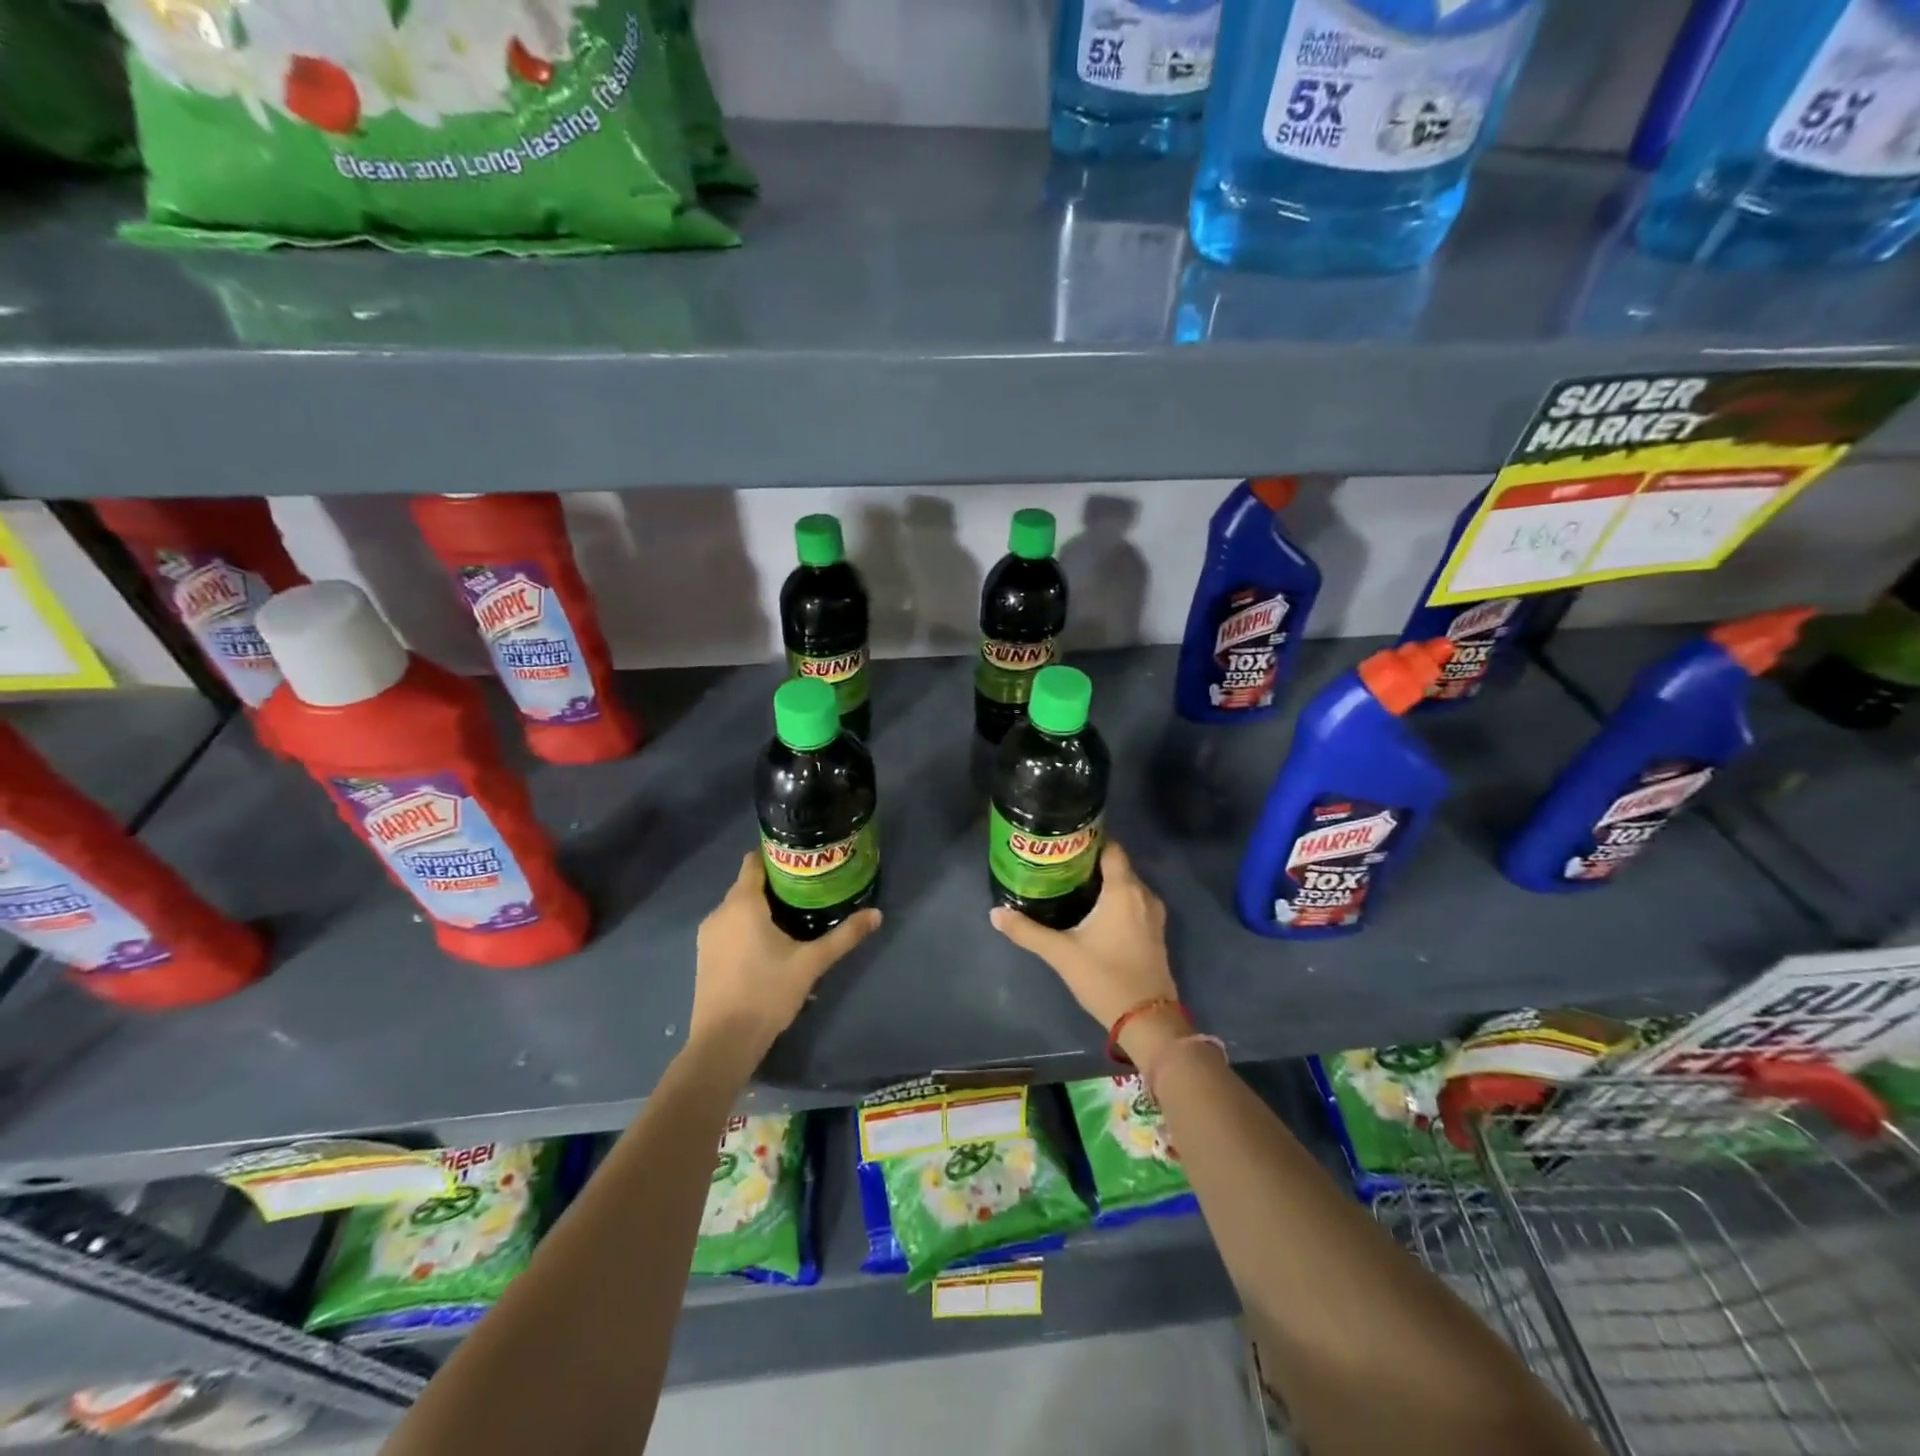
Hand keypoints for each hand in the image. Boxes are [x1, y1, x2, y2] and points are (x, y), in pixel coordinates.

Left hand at [690, 852, 881, 1065]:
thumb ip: (844, 936)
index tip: (803, 860)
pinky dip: (748, 925)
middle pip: (748, 884)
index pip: (754, 862)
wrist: (724, 1042)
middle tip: (809, 888)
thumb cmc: (767, 993)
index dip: (777, 856)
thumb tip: (877, 914)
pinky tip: (770, 942)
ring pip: (738, 907)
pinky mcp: (705, 956)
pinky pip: (729, 927)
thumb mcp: (812, 963)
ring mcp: (708, 935)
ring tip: (794, 914)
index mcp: (742, 903)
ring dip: (762, 906)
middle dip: (776, 883)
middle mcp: (720, 912)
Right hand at [990, 842, 1184, 1061]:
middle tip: (1059, 863)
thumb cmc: (1105, 978)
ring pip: (1126, 885)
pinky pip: (1134, 902)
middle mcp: (1143, 895)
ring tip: (1071, 883)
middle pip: (1117, 865)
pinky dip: (1115, 900)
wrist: (1148, 1020)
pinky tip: (1092, 910)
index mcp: (1123, 890)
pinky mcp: (1154, 932)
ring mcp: (1153, 915)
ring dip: (1103, 882)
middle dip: (1090, 862)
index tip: (1064, 841)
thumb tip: (995, 913)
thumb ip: (1028, 931)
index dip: (1090, 840)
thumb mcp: (1061, 954)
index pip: (1111, 848)